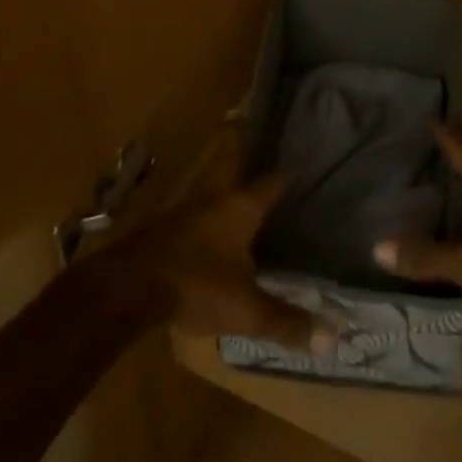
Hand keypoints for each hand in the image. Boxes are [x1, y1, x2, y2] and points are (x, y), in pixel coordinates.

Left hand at [121, 128, 336, 354]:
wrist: (128, 287)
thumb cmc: (196, 286)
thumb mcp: (247, 310)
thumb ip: (287, 322)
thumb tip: (333, 338)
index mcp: (239, 207)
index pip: (272, 181)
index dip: (290, 171)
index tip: (305, 157)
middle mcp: (213, 197)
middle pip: (228, 160)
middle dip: (240, 142)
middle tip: (250, 123)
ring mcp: (184, 208)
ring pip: (207, 178)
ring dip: (219, 169)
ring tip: (233, 167)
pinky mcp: (164, 224)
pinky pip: (192, 202)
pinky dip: (204, 199)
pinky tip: (206, 213)